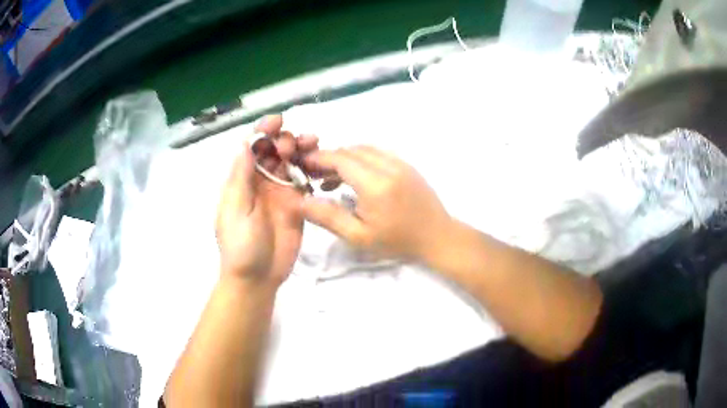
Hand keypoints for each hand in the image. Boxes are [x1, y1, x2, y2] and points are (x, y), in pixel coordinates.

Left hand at [215, 115, 318, 285]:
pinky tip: (320, 165)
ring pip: (292, 162)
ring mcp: (281, 193)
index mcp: (242, 180)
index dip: (263, 131)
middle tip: (293, 146)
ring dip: (301, 150)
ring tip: (314, 145)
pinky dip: (312, 169)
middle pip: (274, 151)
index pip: (252, 148)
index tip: (277, 121)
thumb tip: (245, 143)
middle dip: (284, 140)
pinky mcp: (297, 205)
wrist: (258, 278)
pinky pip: (305, 181)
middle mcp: (261, 182)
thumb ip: (241, 177)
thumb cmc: (241, 245)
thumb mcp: (236, 210)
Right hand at [301, 146, 451, 261]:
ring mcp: (400, 163)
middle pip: (351, 151)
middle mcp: (388, 166)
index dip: (318, 159)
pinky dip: (361, 159)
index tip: (303, 165)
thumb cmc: (398, 241)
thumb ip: (328, 217)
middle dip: (329, 159)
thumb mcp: (359, 236)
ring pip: (364, 149)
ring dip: (345, 158)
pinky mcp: (407, 165)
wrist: (438, 237)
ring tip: (331, 179)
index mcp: (375, 184)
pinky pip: (378, 153)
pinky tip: (355, 178)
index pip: (340, 159)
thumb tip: (301, 201)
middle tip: (314, 176)